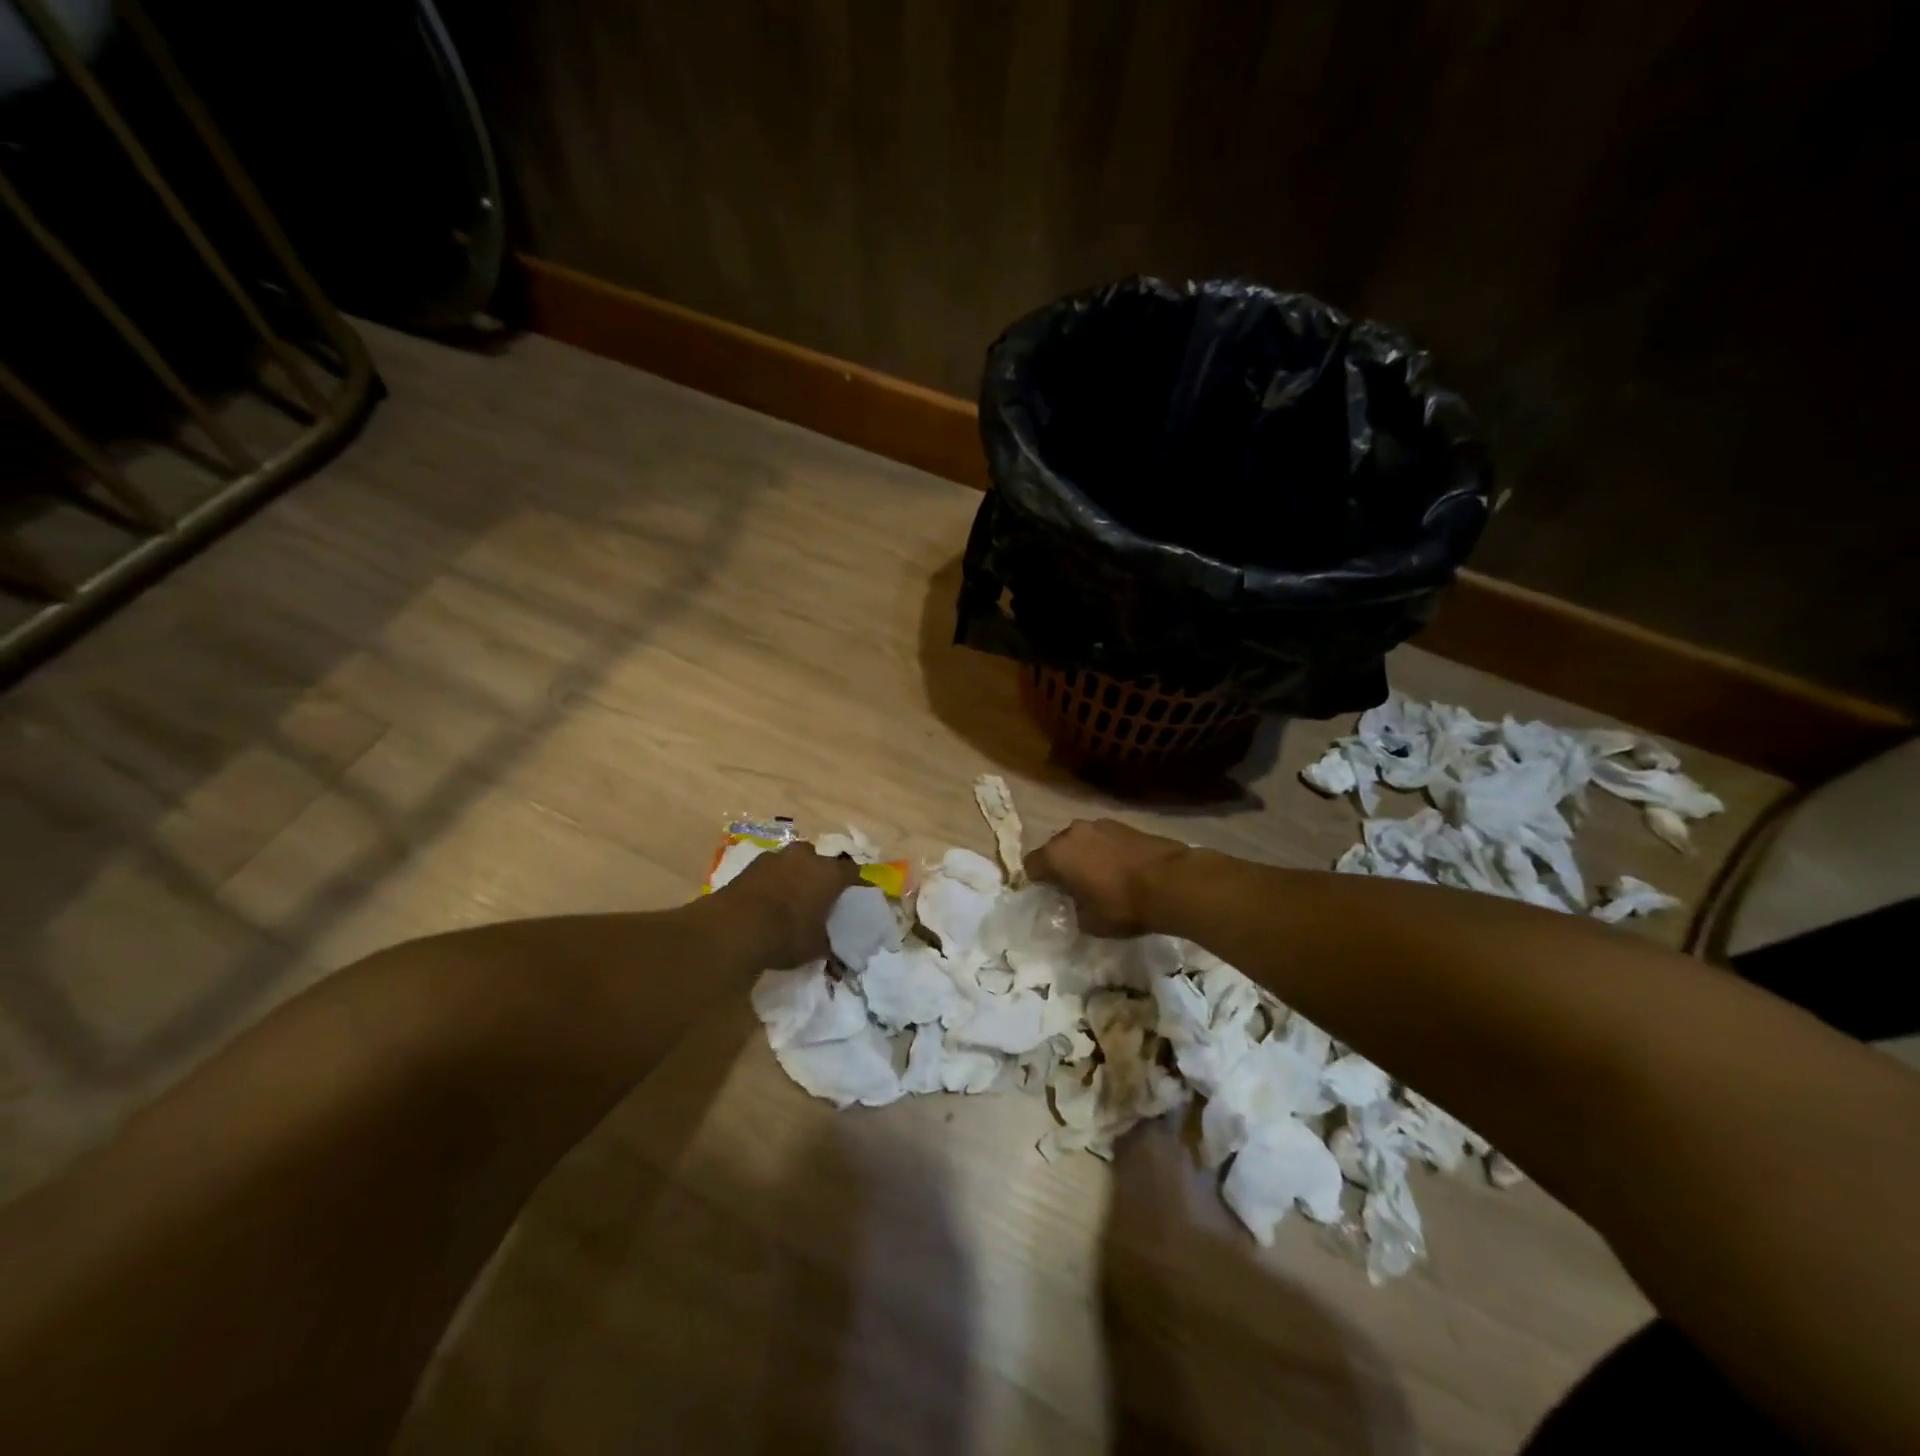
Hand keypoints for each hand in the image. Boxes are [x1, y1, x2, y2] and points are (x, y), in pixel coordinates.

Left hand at [718, 844, 863, 965]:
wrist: (734, 928)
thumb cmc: (786, 935)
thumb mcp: (816, 947)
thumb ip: (828, 940)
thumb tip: (832, 943)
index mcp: (830, 873)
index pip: (852, 871)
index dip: (853, 884)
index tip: (852, 897)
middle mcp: (807, 857)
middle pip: (821, 861)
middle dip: (821, 875)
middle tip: (818, 897)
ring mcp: (777, 856)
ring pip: (794, 862)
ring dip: (796, 875)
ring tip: (790, 898)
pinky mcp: (752, 863)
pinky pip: (772, 869)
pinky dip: (773, 880)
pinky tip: (768, 900)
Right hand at [1024, 819, 1189, 937]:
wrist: (1171, 883)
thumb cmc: (1121, 905)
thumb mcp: (1089, 922)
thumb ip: (1074, 909)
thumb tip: (1078, 902)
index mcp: (1056, 854)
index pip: (1031, 865)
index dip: (1037, 882)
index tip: (1049, 896)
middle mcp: (1073, 832)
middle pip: (1056, 848)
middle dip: (1061, 865)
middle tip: (1073, 888)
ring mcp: (1101, 824)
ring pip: (1081, 841)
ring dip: (1085, 855)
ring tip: (1100, 877)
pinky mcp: (1125, 825)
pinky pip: (1104, 839)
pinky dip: (1106, 852)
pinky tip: (1121, 870)